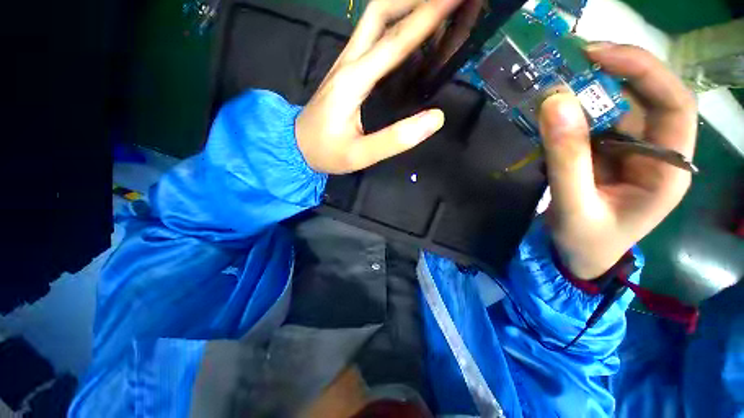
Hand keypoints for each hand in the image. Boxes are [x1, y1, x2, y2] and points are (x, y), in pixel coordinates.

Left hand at [295, 0, 462, 173]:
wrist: (297, 145)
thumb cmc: (327, 152)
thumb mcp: (360, 155)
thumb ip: (395, 139)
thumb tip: (435, 119)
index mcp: (353, 81)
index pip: (394, 41)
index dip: (427, 17)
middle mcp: (349, 63)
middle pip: (379, 13)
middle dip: (413, 0)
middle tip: (446, 2)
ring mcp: (345, 63)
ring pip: (374, 20)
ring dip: (403, 7)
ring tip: (432, 11)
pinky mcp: (346, 70)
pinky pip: (371, 37)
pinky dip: (394, 26)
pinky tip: (409, 35)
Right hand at [538, 43, 696, 278]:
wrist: (576, 256)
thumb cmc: (584, 241)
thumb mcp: (573, 206)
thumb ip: (566, 159)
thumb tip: (554, 103)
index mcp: (667, 169)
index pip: (674, 105)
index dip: (643, 71)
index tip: (599, 55)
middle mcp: (655, 152)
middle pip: (647, 97)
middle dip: (614, 72)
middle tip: (572, 58)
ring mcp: (628, 151)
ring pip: (617, 107)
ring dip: (588, 90)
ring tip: (556, 79)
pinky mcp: (604, 154)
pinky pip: (592, 123)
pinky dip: (572, 111)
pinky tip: (552, 108)